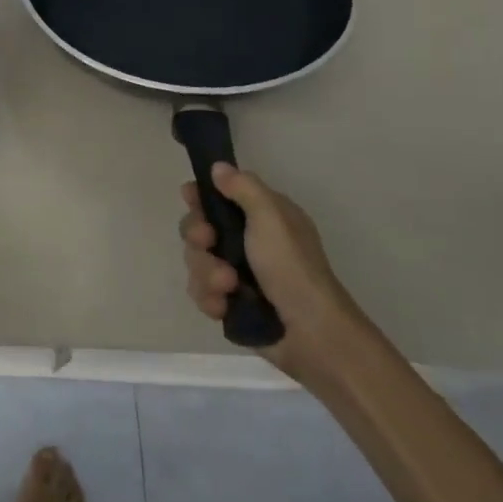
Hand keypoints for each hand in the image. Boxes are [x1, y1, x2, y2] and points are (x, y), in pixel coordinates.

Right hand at [181, 162, 371, 387]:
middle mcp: (247, 242)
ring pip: (196, 261)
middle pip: (198, 228)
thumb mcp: (271, 217)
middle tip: (209, 243)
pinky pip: (201, 292)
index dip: (200, 197)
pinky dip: (210, 298)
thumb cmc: (292, 268)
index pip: (219, 196)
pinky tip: (223, 306)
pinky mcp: (230, 303)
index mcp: (262, 217)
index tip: (190, 198)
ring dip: (207, 272)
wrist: (311, 334)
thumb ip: (243, 188)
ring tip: (229, 286)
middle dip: (198, 237)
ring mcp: (237, 274)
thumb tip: (218, 167)